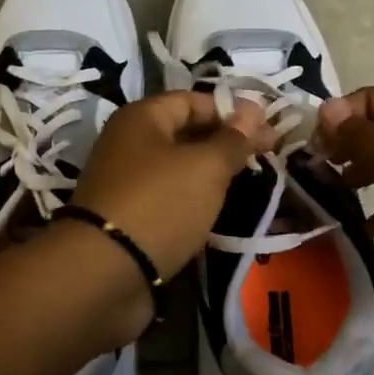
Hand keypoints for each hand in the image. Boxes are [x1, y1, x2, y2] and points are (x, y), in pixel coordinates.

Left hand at [71, 90, 278, 282]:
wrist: (104, 273)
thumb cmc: (160, 204)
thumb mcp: (206, 167)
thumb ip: (233, 139)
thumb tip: (254, 109)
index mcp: (141, 118)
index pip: (194, 100)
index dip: (232, 111)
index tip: (269, 130)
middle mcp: (129, 143)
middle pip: (185, 132)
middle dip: (226, 142)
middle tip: (268, 155)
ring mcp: (126, 181)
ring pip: (178, 167)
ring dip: (211, 173)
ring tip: (250, 182)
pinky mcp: (128, 216)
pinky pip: (168, 197)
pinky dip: (193, 200)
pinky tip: (218, 210)